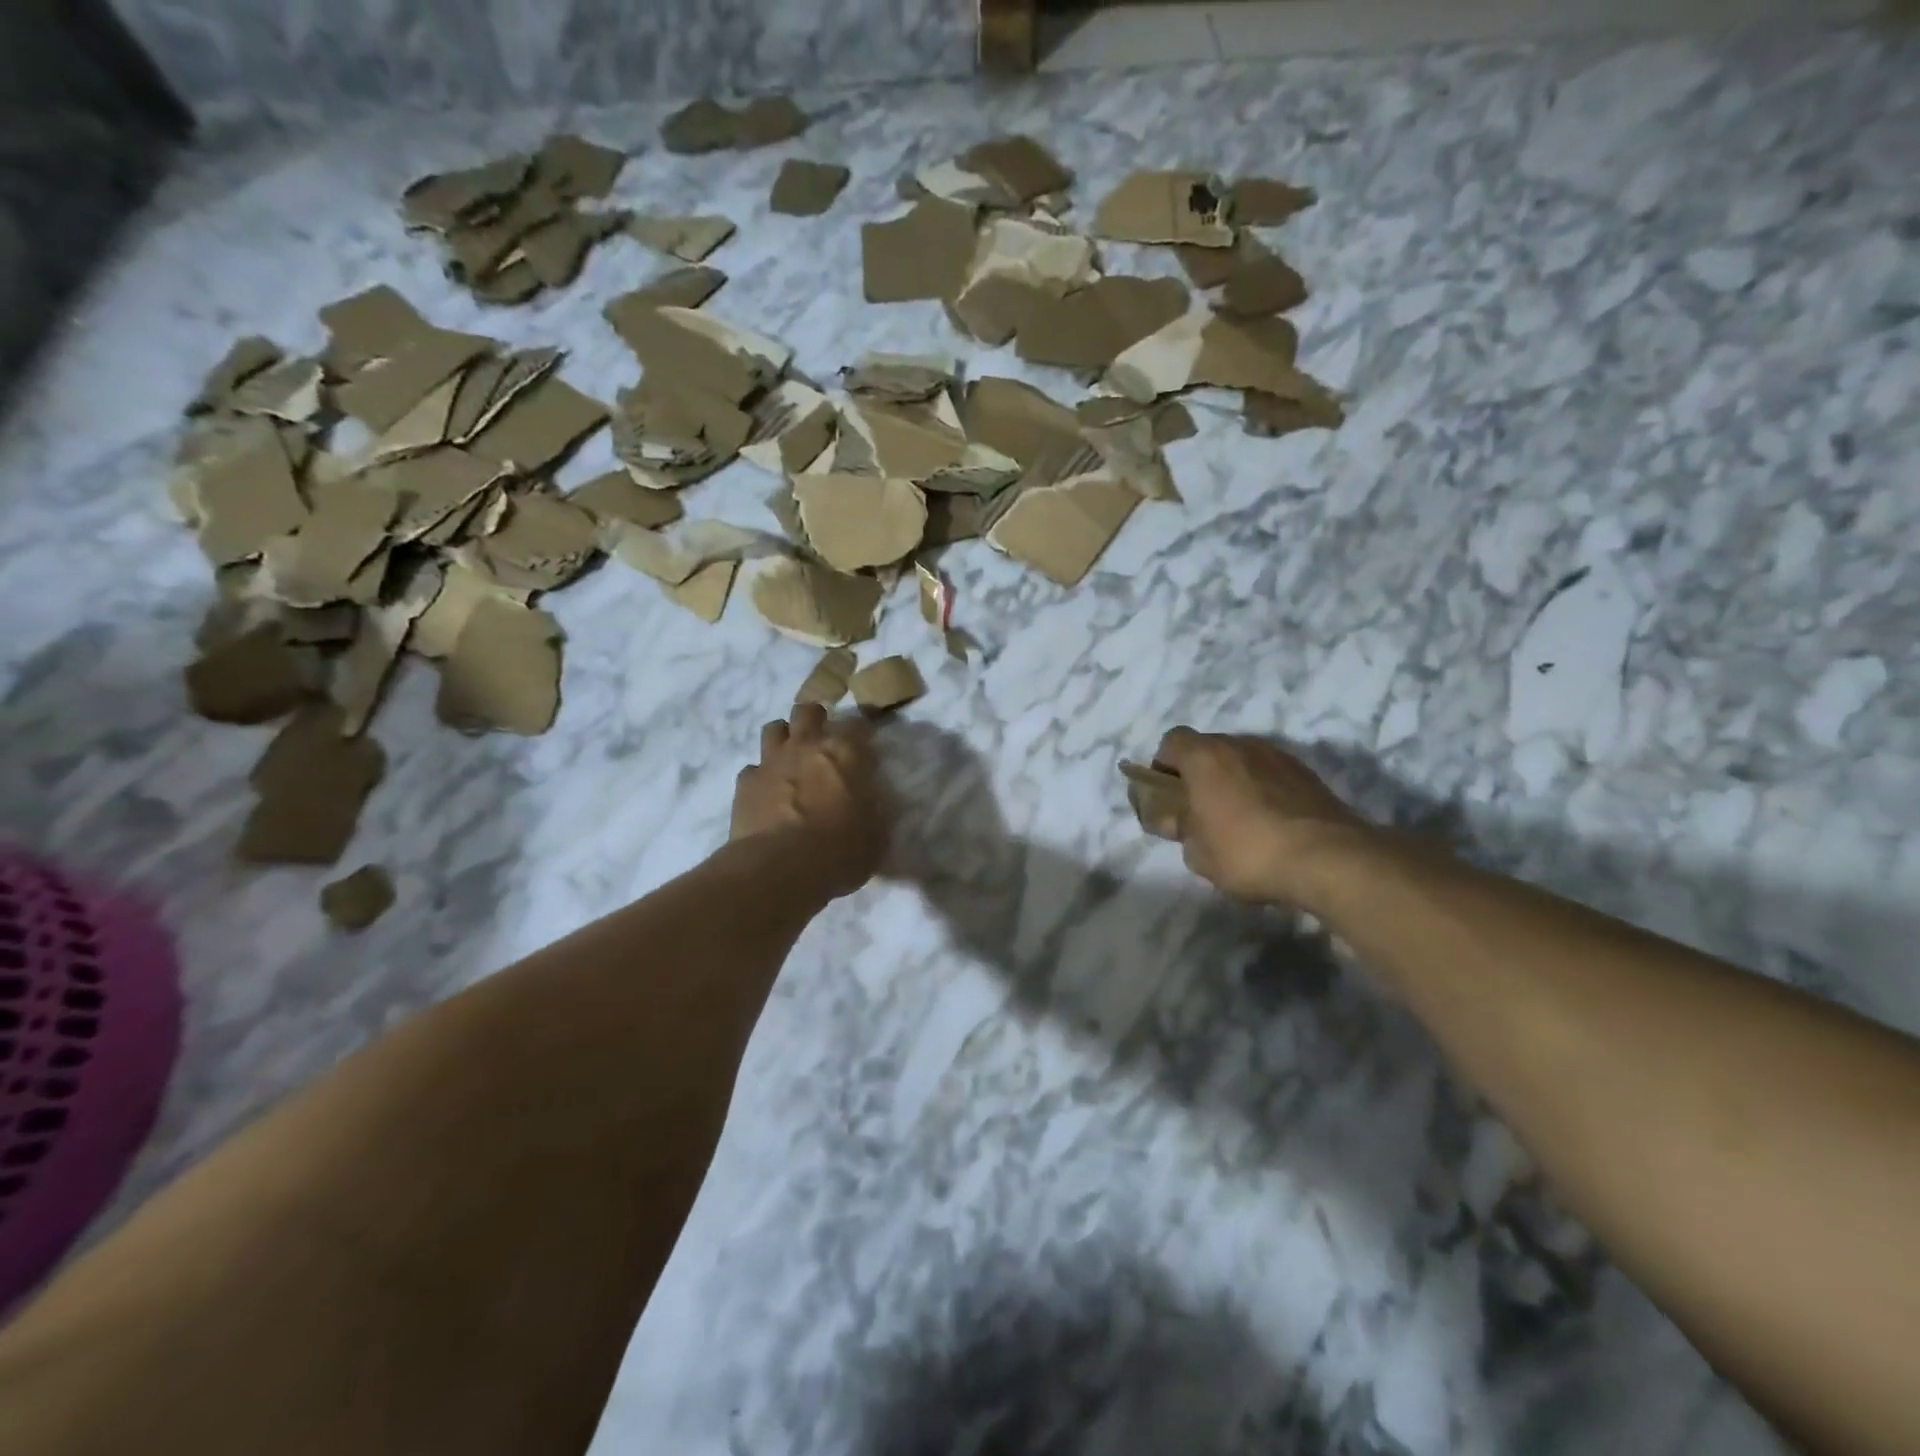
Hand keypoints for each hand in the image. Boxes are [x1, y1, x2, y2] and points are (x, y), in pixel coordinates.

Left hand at [733, 703, 885, 897]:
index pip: (857, 723)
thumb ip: (874, 809)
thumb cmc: (839, 850)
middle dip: (816, 721)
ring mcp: (772, 760)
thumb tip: (871, 801)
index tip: (865, 746)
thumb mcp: (875, 834)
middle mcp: (807, 745)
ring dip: (784, 739)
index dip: (861, 733)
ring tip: (791, 759)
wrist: (779, 868)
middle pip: (808, 711)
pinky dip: (761, 776)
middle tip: (823, 742)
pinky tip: (767, 794)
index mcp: (845, 752)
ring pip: (774, 728)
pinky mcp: (745, 782)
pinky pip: (753, 768)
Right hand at [1151, 728, 1372, 908]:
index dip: (1164, 766)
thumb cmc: (1247, 851)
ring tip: (1239, 819)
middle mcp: (1240, 744)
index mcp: (1204, 757)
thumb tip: (1180, 821)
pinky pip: (1271, 774)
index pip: (1172, 741)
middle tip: (1201, 811)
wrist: (1327, 858)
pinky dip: (1264, 790)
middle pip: (1209, 748)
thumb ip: (1182, 830)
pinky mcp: (1307, 773)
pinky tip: (1270, 823)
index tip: (1168, 796)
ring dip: (1234, 781)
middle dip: (1201, 774)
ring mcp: (1278, 755)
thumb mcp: (1198, 854)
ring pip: (1243, 760)